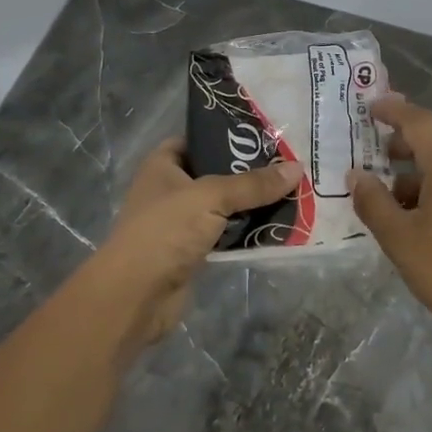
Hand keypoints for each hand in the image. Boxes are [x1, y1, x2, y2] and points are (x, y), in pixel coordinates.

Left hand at [88, 139, 300, 352]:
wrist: (135, 295)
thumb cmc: (165, 231)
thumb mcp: (211, 197)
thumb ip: (253, 184)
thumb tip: (296, 168)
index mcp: (163, 166)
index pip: (195, 141)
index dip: (224, 137)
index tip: (263, 136)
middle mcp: (170, 191)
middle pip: (215, 175)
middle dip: (248, 174)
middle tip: (288, 166)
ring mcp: (180, 224)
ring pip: (223, 208)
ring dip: (252, 206)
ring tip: (292, 194)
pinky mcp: (192, 253)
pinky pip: (226, 236)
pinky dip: (247, 233)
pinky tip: (278, 228)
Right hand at [348, 95, 431, 372]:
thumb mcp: (400, 238)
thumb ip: (373, 201)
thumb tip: (356, 175)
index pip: (418, 121)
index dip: (392, 110)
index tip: (370, 107)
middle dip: (403, 145)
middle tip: (373, 156)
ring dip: (418, 172)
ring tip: (389, 199)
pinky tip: (419, 215)